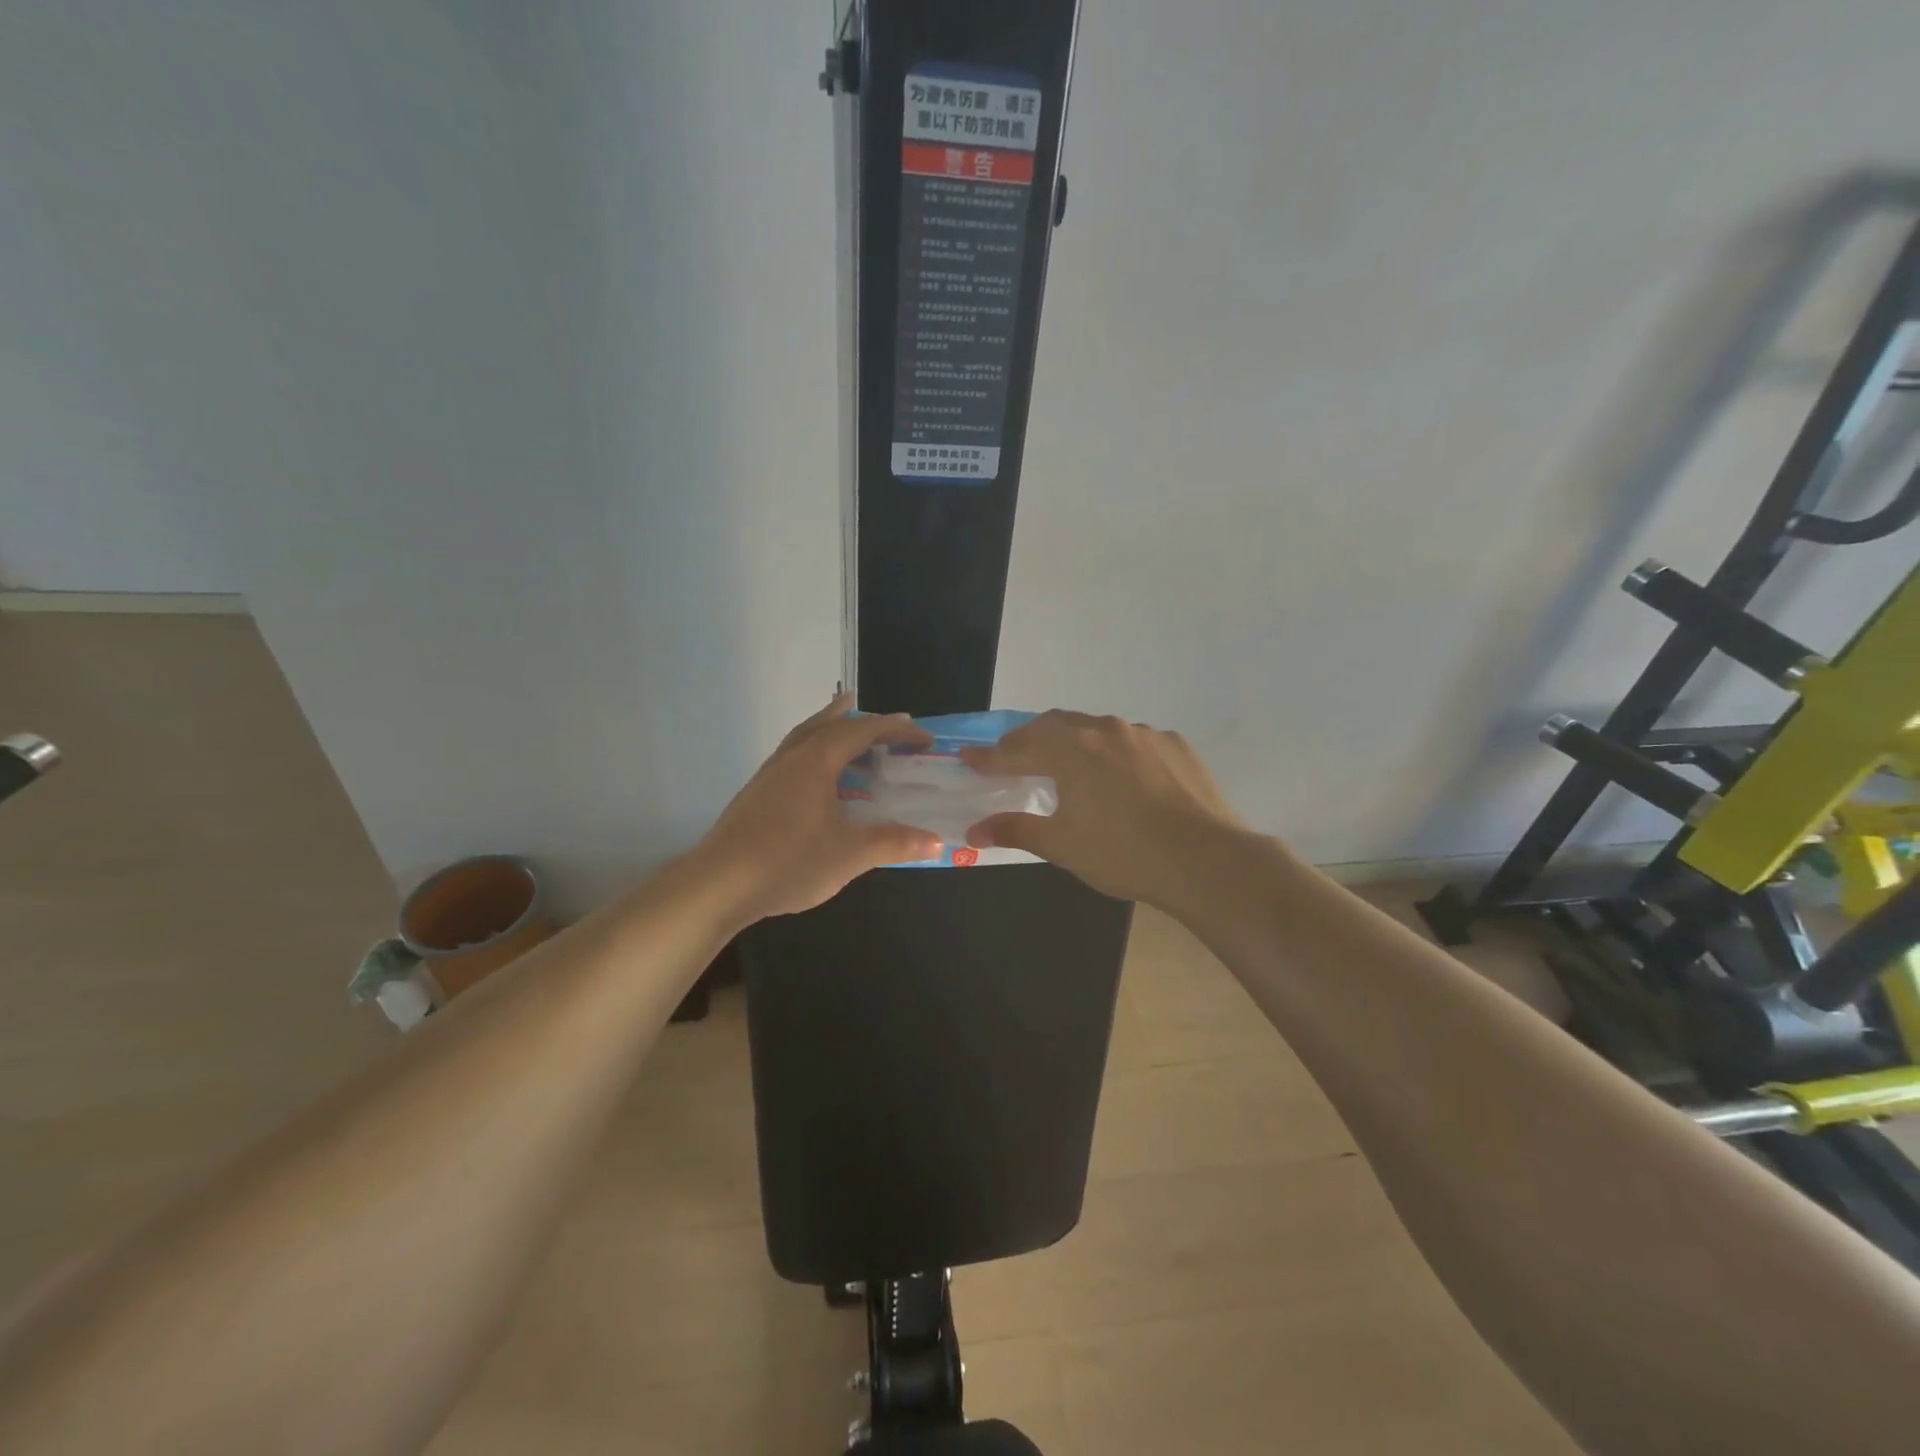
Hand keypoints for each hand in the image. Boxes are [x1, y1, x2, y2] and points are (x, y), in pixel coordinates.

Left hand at [690, 695, 941, 923]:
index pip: (863, 732)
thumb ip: (893, 843)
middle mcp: (792, 758)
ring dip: (831, 727)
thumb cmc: (788, 862)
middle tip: (890, 723)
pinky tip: (817, 775)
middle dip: (862, 720)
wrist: (717, 885)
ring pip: (805, 736)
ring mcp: (769, 774)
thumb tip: (937, 841)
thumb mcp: (850, 854)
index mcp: (816, 761)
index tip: (924, 738)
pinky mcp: (756, 793)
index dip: (897, 731)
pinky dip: (813, 749)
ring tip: (848, 725)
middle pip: (829, 724)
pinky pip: (792, 755)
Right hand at [960, 711, 1246, 908]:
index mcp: (1071, 748)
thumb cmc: (1123, 853)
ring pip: (1096, 730)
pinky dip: (1114, 754)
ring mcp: (1144, 734)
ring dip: (1074, 744)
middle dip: (1029, 741)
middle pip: (1055, 726)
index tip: (969, 760)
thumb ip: (1015, 830)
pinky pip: (1132, 742)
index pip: (1018, 748)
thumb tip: (974, 830)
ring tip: (1067, 768)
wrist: (1207, 860)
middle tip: (1013, 761)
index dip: (990, 757)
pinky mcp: (1175, 746)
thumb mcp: (1062, 845)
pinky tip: (1120, 780)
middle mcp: (1105, 729)